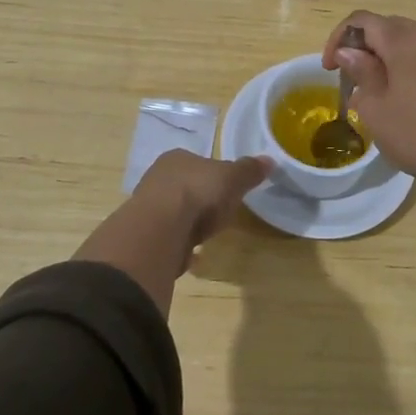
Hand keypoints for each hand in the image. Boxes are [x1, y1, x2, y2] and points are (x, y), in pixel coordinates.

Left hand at [131, 150, 270, 259]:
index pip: (198, 162)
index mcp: (177, 158)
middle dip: (201, 199)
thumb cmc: (198, 193)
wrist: (161, 231)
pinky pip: (169, 238)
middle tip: (220, 213)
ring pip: (174, 212)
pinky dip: (181, 245)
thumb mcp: (232, 178)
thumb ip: (248, 170)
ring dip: (189, 223)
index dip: (214, 175)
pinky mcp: (146, 236)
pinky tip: (194, 256)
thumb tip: (269, 160)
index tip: (228, 189)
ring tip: (207, 236)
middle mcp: (157, 178)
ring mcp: (147, 208)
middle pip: (185, 186)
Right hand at [322, 13, 415, 249]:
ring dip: (387, 56)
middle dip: (363, 46)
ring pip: (410, 41)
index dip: (339, 38)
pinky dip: (409, 66)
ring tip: (376, 89)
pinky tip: (406, 96)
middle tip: (350, 78)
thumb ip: (360, 73)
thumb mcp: (376, 109)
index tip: (330, 69)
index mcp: (405, 40)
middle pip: (388, 26)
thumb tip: (350, 52)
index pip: (362, 20)